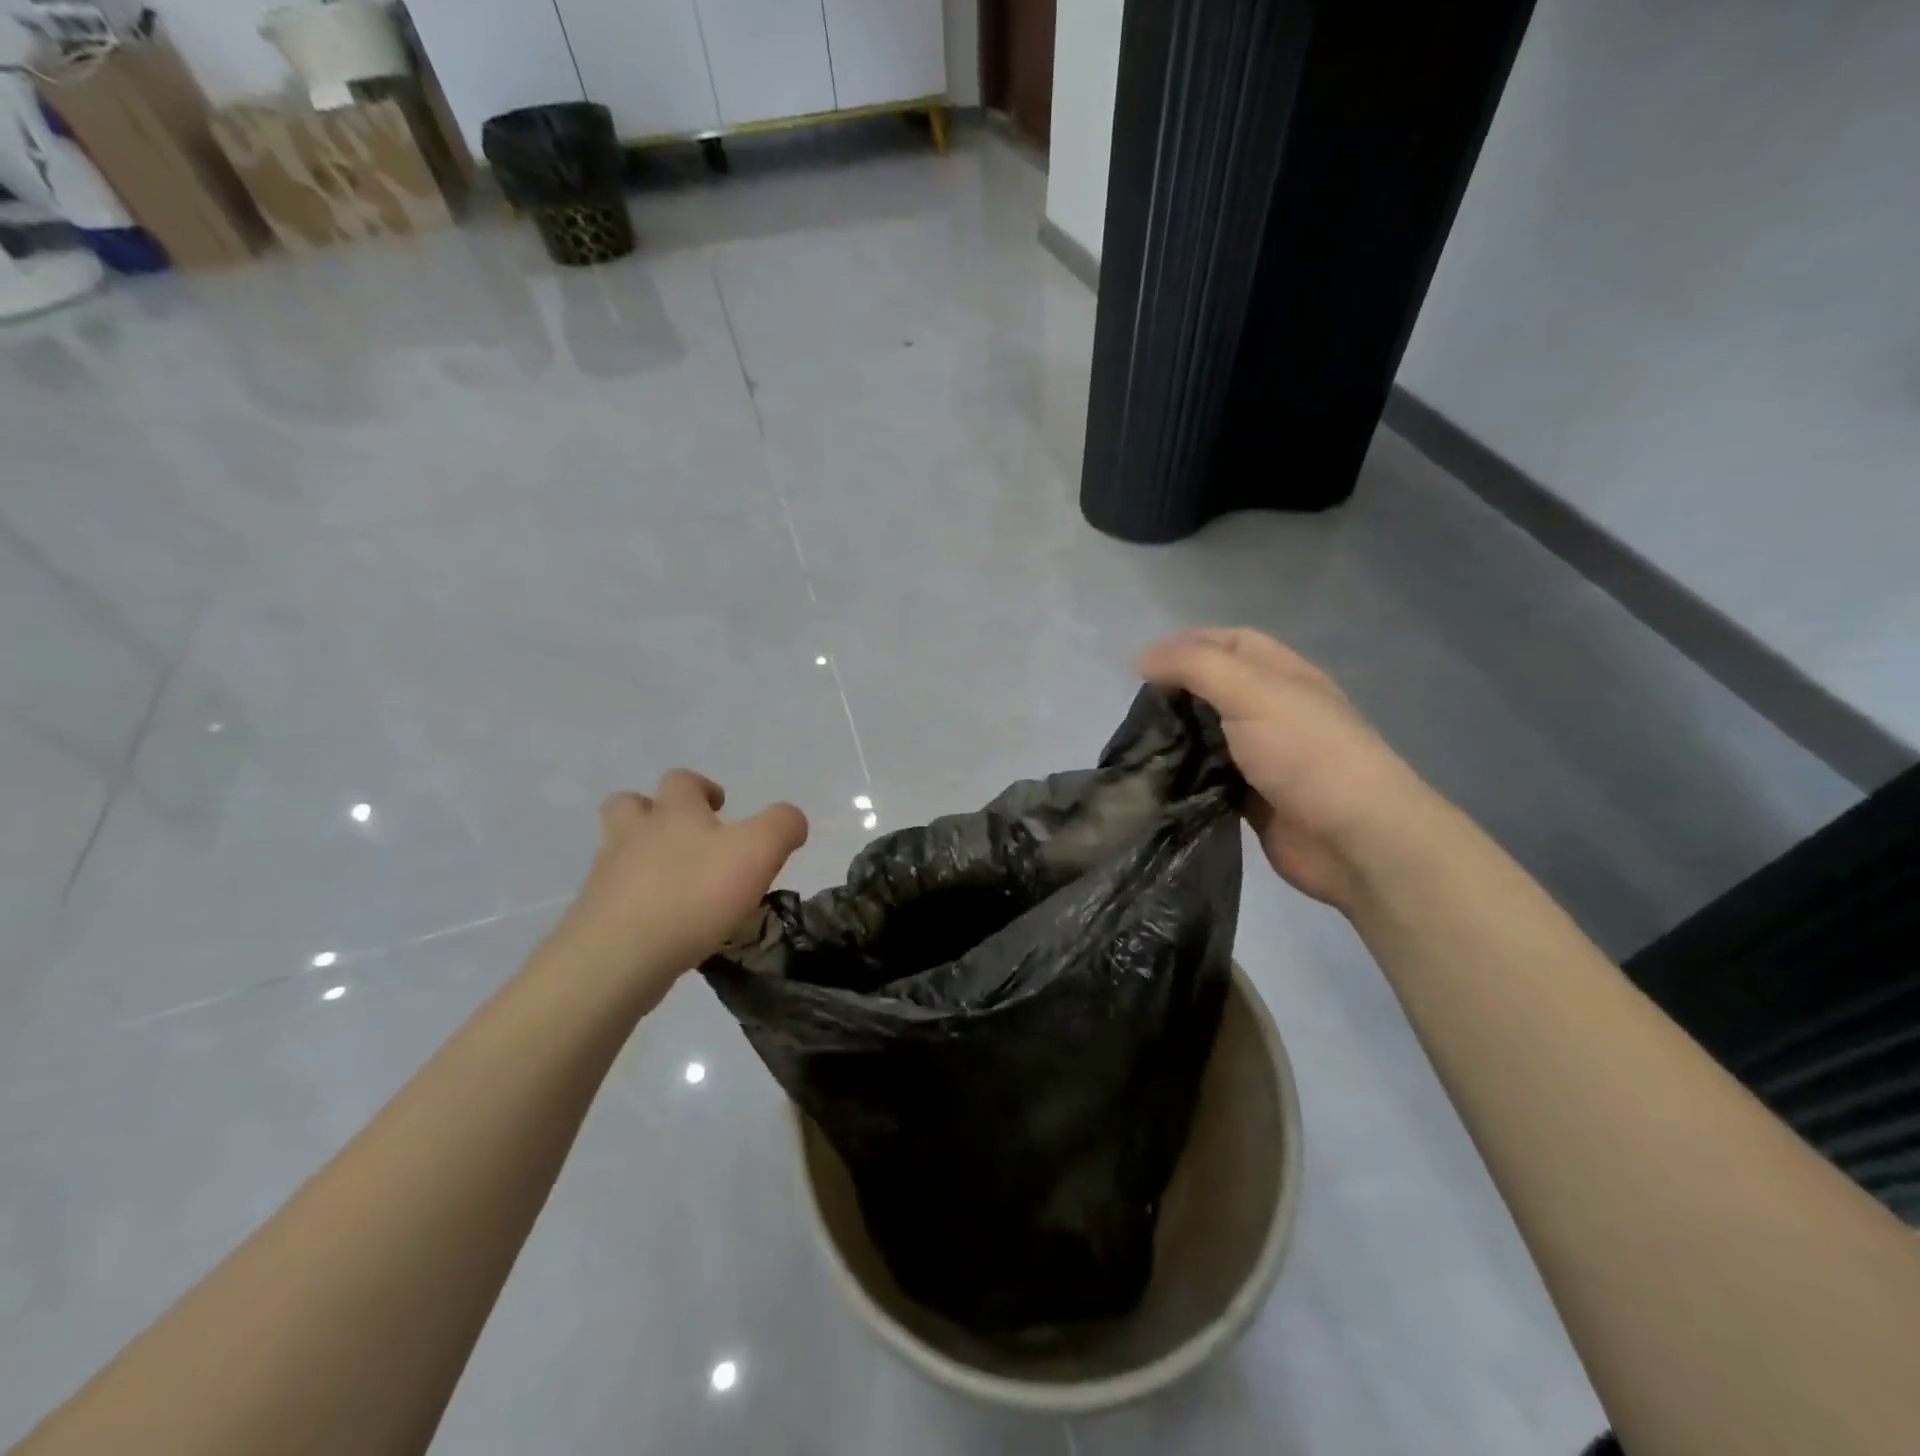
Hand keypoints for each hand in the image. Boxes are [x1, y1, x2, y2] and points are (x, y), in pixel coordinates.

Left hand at [539, 769, 807, 1008]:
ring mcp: (606, 877)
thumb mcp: (758, 850)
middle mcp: (633, 835)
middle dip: (652, 812)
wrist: (618, 958)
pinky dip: (635, 904)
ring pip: (617, 853)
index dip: (702, 787)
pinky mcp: (593, 918)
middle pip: (629, 805)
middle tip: (684, 837)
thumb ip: (782, 825)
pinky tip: (660, 927)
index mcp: (673, 812)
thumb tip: (791, 819)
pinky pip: (613, 899)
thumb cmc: (694, 894)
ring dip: (641, 859)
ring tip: (675, 886)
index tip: (721, 808)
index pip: (681, 780)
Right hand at [1139, 628, 1439, 906]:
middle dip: (1176, 692)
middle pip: (1216, 688)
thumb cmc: (1306, 753)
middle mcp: (1274, 710)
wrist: (1354, 839)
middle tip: (1135, 710)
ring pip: (1209, 735)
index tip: (1143, 665)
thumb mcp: (1251, 692)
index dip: (1188, 643)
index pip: (1232, 642)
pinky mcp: (1252, 797)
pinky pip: (1209, 777)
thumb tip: (1142, 658)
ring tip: (1137, 744)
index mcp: (1283, 675)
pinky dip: (1184, 775)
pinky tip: (1157, 779)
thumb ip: (1195, 667)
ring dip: (1177, 736)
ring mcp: (1264, 756)